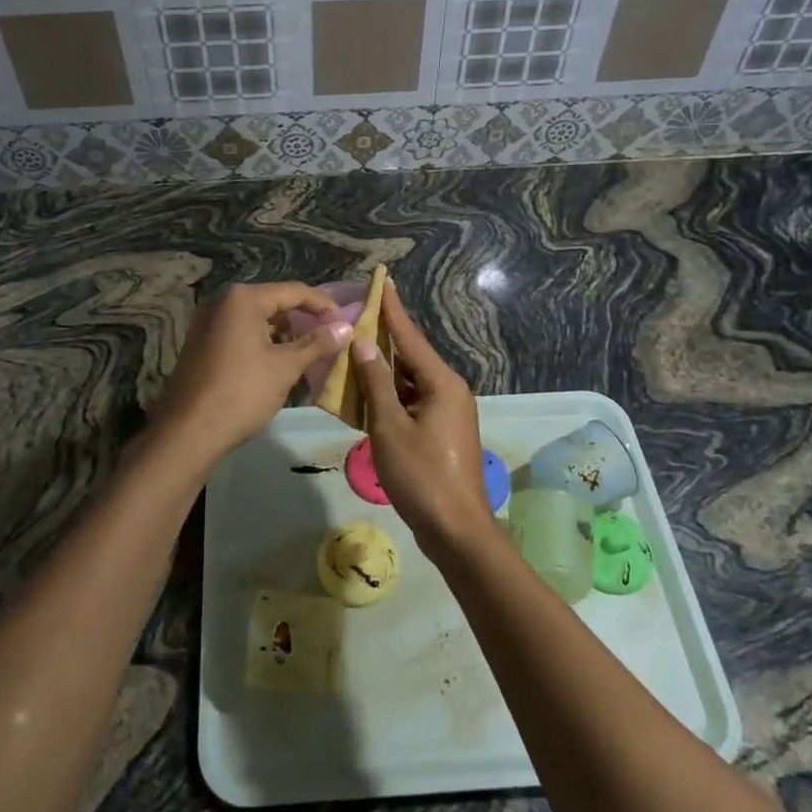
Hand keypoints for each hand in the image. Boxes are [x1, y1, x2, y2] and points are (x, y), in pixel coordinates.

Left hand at [151, 282, 353, 468]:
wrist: (188, 432)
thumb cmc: (242, 392)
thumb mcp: (285, 367)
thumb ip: (317, 343)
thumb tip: (346, 327)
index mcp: (243, 299)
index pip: (294, 292)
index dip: (323, 306)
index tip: (346, 322)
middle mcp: (221, 302)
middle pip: (273, 303)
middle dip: (302, 320)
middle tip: (329, 338)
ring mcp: (207, 323)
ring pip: (255, 320)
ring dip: (283, 334)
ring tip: (307, 354)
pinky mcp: (200, 345)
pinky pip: (239, 334)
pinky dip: (261, 344)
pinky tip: (277, 364)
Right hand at [349, 283, 495, 551]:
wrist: (456, 530)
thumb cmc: (421, 476)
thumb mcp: (390, 427)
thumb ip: (376, 382)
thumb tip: (365, 342)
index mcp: (442, 383)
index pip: (411, 336)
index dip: (392, 309)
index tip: (380, 281)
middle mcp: (449, 390)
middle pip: (411, 357)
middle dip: (384, 338)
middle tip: (356, 316)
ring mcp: (448, 412)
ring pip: (410, 381)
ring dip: (384, 370)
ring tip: (354, 350)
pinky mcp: (442, 432)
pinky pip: (413, 401)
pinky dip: (391, 394)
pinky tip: (368, 393)